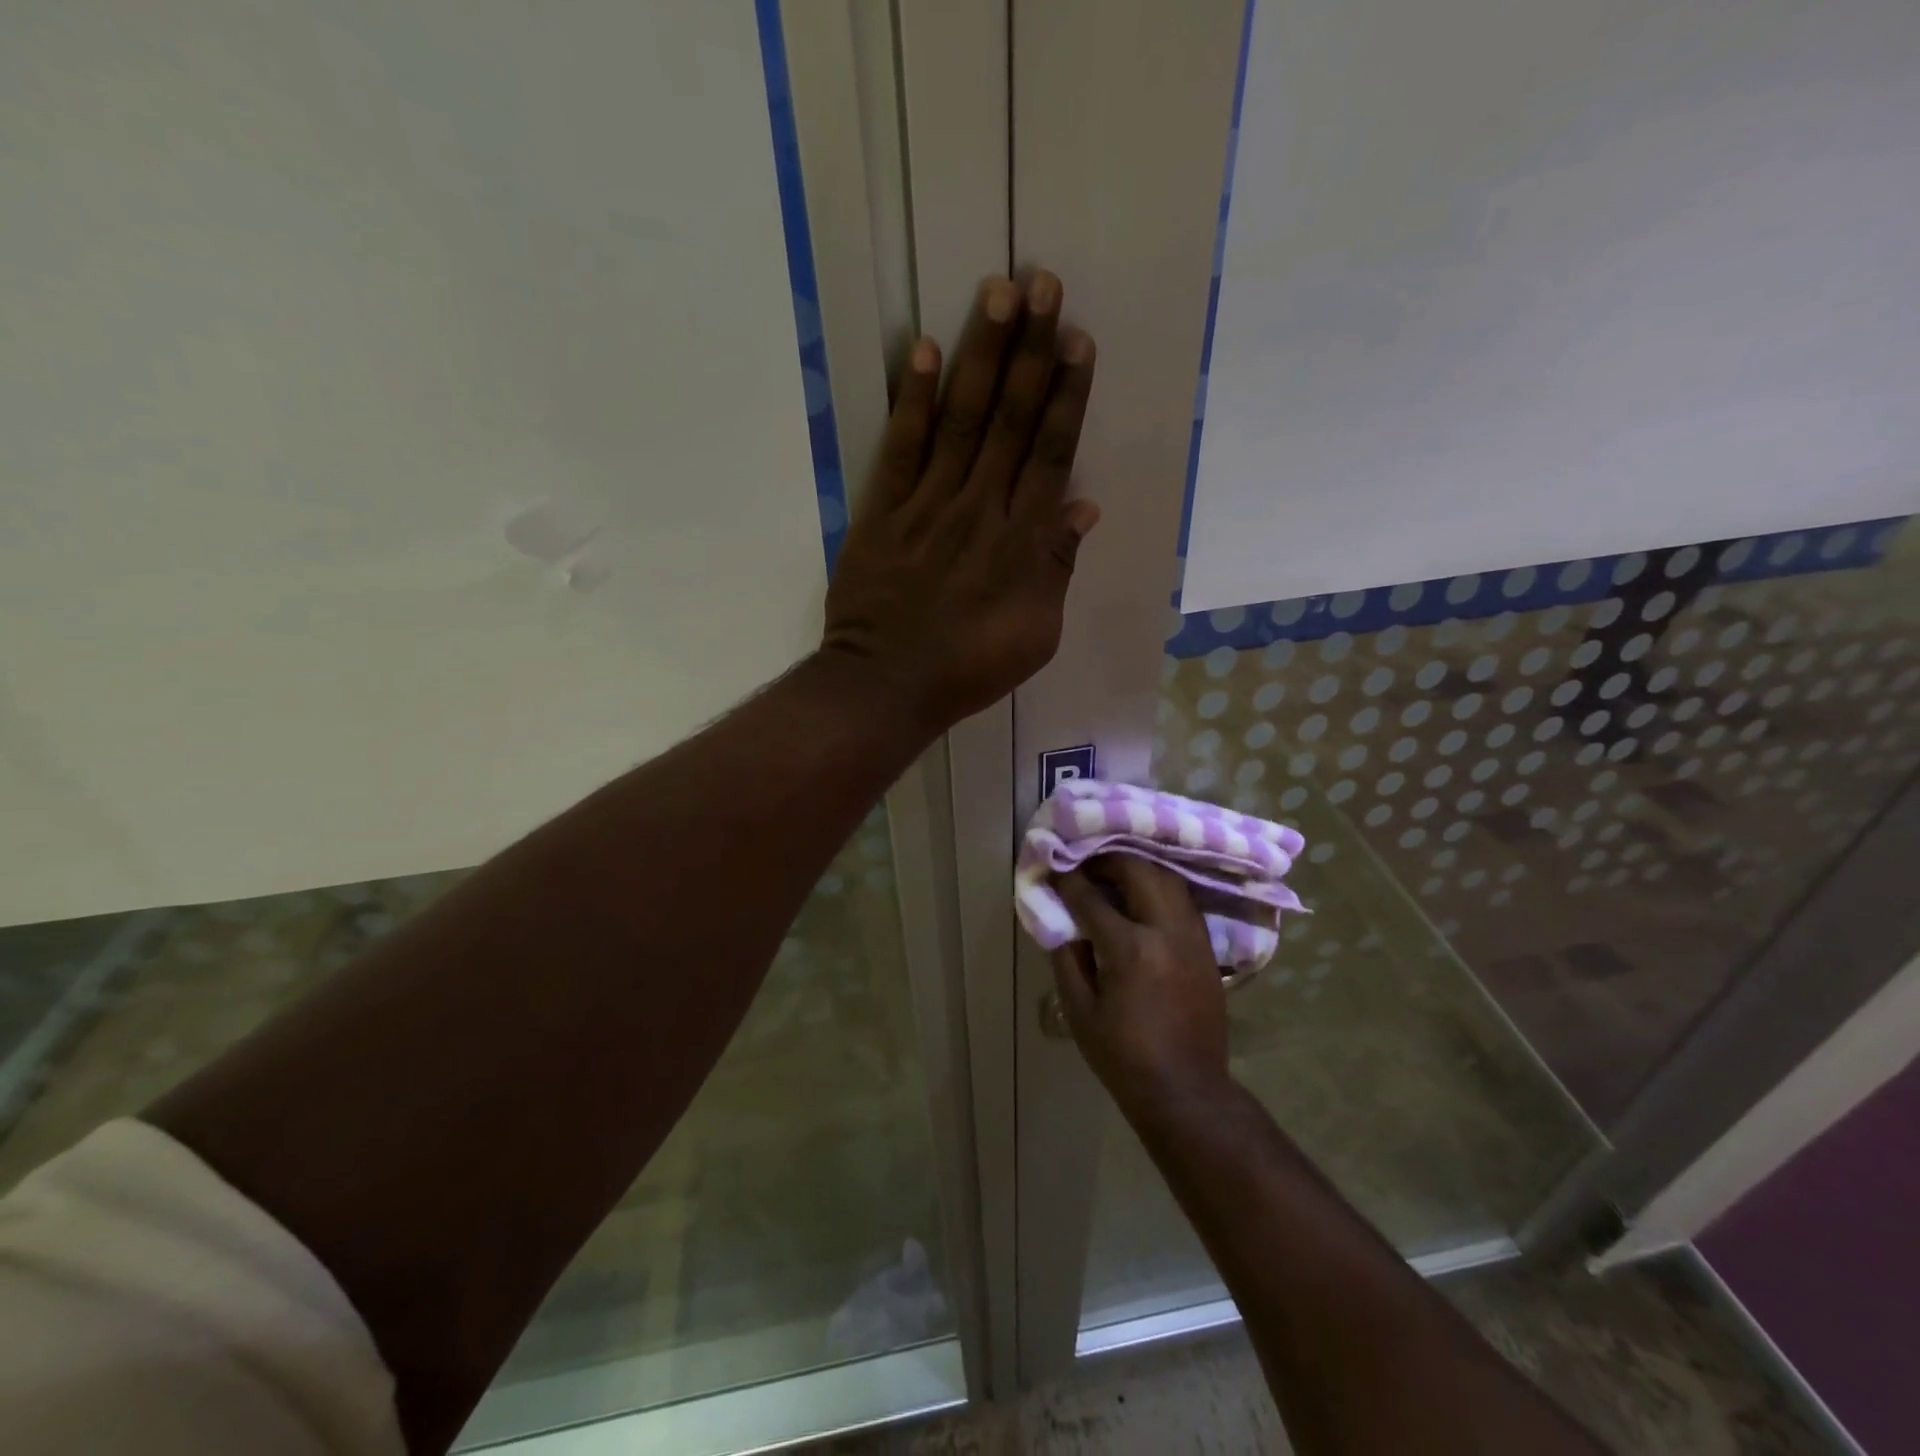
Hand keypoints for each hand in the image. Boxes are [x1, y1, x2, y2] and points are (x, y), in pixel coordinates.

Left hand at [823, 273, 1099, 730]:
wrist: (888, 685)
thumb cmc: (970, 666)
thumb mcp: (1036, 633)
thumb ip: (1057, 567)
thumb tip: (1083, 507)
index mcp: (1022, 541)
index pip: (1050, 453)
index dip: (1065, 396)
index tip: (1077, 341)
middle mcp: (980, 508)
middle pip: (1010, 420)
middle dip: (1030, 351)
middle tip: (1043, 283)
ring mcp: (928, 506)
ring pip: (961, 420)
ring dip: (980, 355)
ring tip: (997, 293)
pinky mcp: (883, 513)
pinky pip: (901, 449)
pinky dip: (913, 401)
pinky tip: (923, 351)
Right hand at [1050, 856, 1232, 1117]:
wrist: (1186, 1090)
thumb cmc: (1123, 1056)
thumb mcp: (1079, 1011)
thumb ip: (1067, 958)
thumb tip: (1061, 920)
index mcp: (1130, 949)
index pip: (1092, 898)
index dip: (1068, 880)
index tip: (1053, 869)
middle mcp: (1166, 931)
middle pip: (1139, 871)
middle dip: (1108, 860)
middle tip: (1085, 864)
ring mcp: (1193, 936)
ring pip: (1168, 878)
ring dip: (1138, 868)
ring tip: (1113, 874)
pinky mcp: (1206, 947)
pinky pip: (1182, 900)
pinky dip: (1159, 887)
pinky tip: (1142, 896)